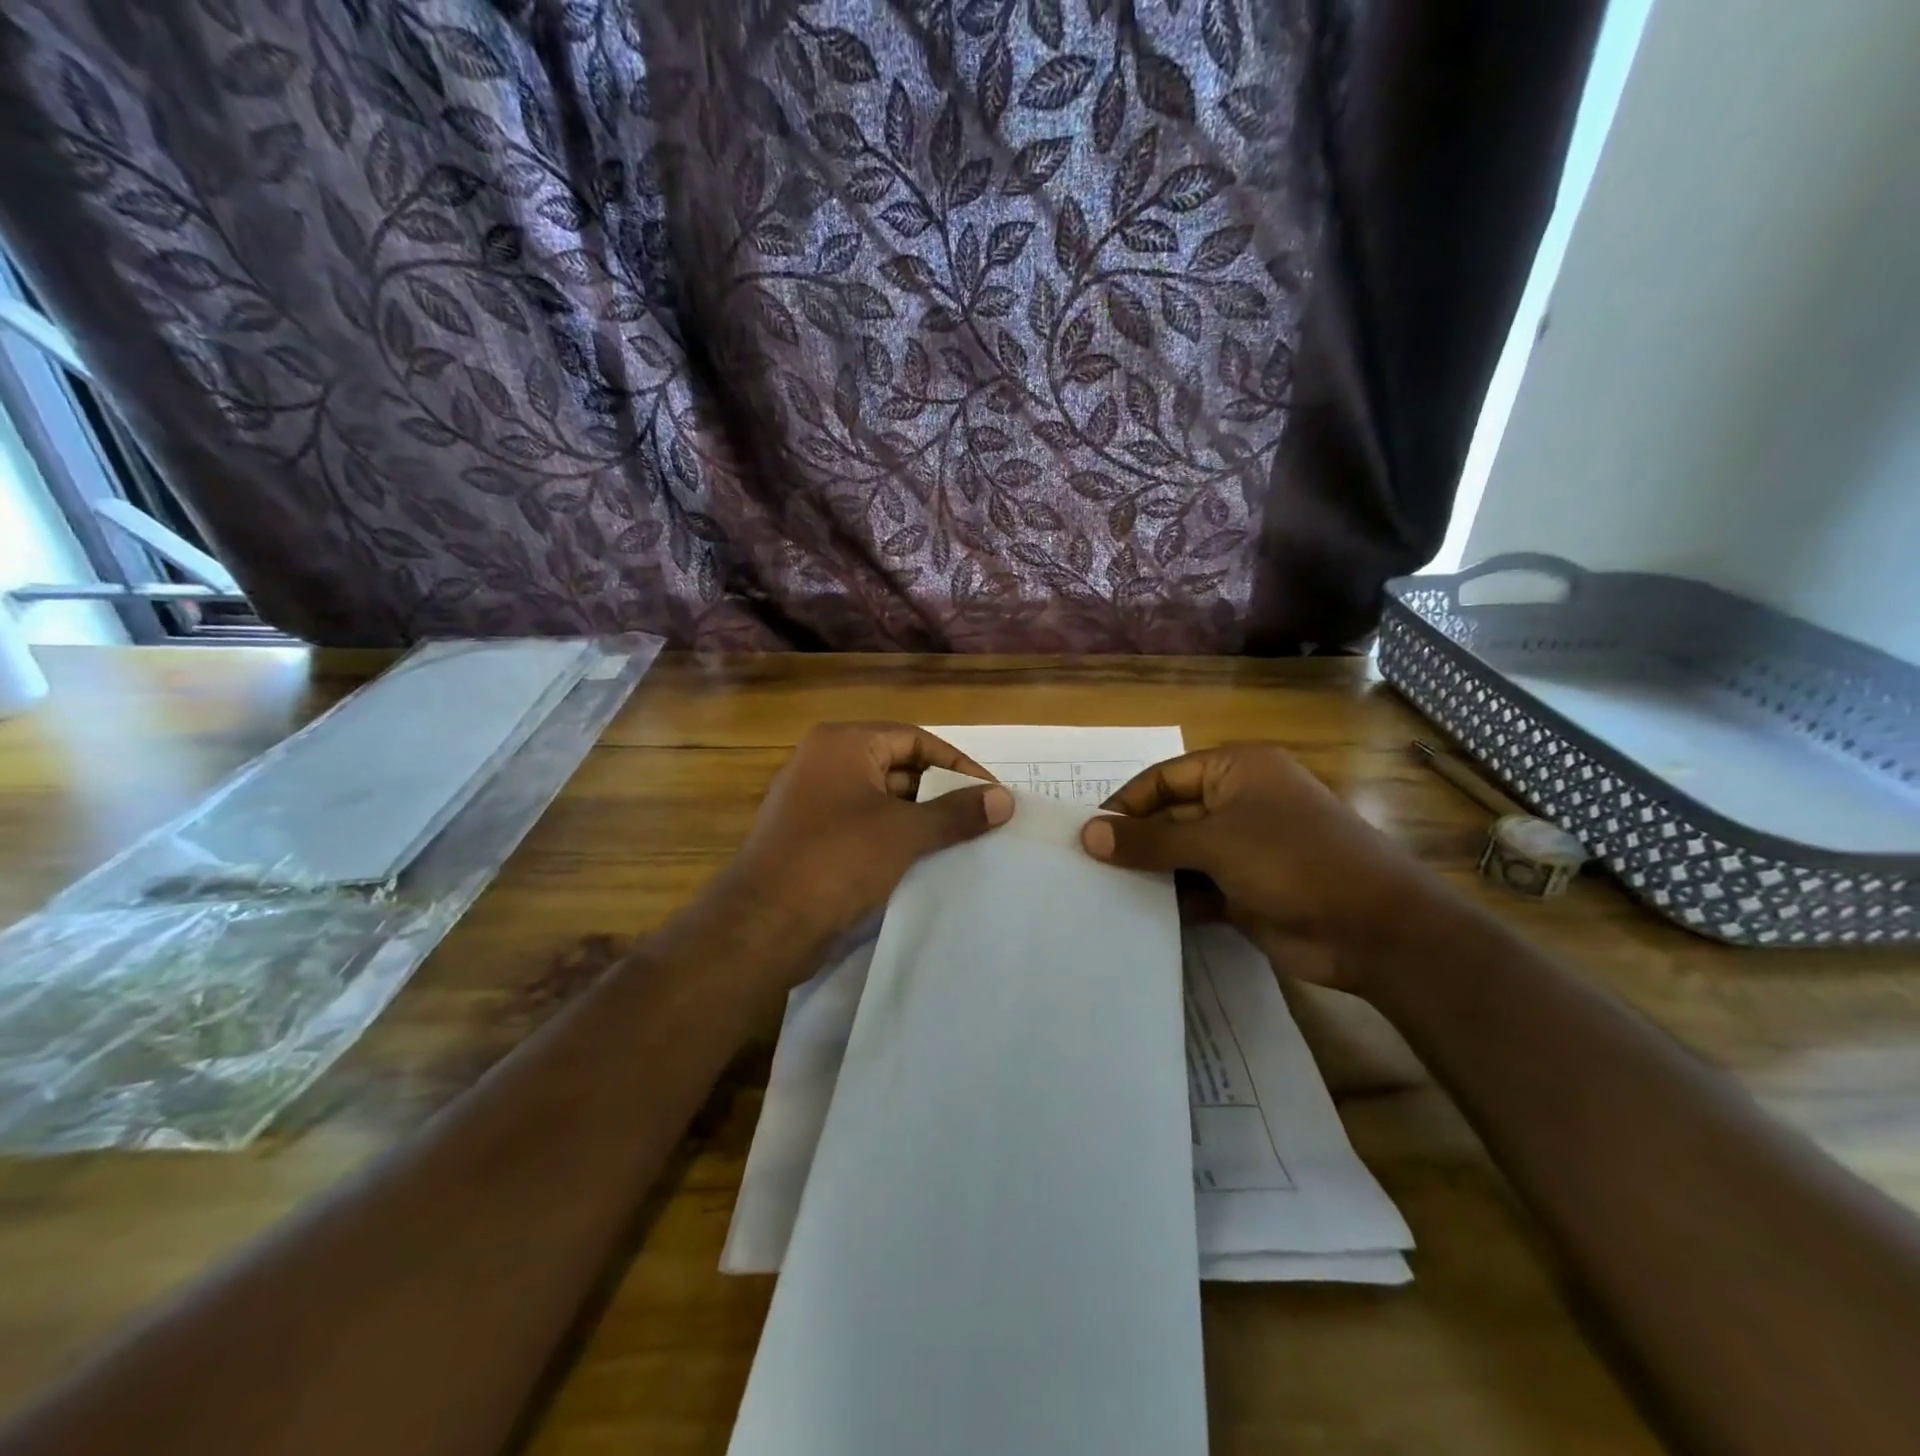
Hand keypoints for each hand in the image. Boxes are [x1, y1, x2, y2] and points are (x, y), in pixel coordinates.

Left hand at [714, 722, 1012, 970]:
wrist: (765, 923)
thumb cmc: (838, 859)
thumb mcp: (905, 832)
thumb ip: (957, 812)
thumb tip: (1005, 799)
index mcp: (843, 743)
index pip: (915, 739)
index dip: (957, 764)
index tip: (991, 793)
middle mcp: (825, 762)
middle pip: (898, 766)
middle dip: (940, 792)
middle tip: (981, 819)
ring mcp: (814, 800)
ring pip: (882, 799)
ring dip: (921, 818)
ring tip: (963, 841)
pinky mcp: (811, 837)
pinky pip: (864, 825)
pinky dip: (895, 837)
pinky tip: (925, 860)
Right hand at [1079, 742, 1455, 995]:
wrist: (1374, 930)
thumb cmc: (1293, 861)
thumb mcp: (1215, 842)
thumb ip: (1149, 840)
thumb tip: (1087, 835)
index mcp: (1236, 771)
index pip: (1164, 778)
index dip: (1126, 803)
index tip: (1088, 834)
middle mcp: (1238, 804)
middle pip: (1170, 816)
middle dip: (1134, 841)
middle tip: (1086, 867)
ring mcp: (1243, 849)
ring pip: (1181, 855)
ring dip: (1149, 872)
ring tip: (1101, 892)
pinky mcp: (1245, 891)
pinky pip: (1195, 888)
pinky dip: (1172, 899)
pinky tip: (1138, 916)